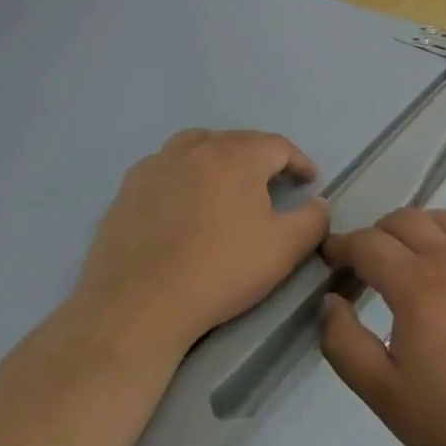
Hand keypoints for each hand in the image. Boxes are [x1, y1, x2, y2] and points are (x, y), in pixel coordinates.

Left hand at [72, 129, 329, 357]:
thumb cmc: (221, 270)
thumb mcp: (284, 249)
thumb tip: (318, 203)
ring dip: (218, 160)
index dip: (298, 162)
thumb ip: (312, 220)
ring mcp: (156, 164)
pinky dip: (182, 177)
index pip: (278, 145)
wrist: (139, 303)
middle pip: (236, 142)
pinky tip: (182, 205)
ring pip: (196, 148)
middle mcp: (195, 147)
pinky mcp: (128, 188)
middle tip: (271, 184)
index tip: (308, 181)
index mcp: (236, 155)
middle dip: (259, 159)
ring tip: (225, 186)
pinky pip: (165, 170)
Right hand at [319, 208, 445, 445]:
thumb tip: (330, 302)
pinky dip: (445, 240)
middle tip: (361, 263)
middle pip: (404, 220)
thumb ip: (345, 344)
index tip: (328, 258)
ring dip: (413, 227)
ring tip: (403, 258)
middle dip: (375, 233)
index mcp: (417, 285)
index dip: (342, 245)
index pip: (369, 243)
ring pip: (441, 220)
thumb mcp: (385, 394)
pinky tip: (445, 276)